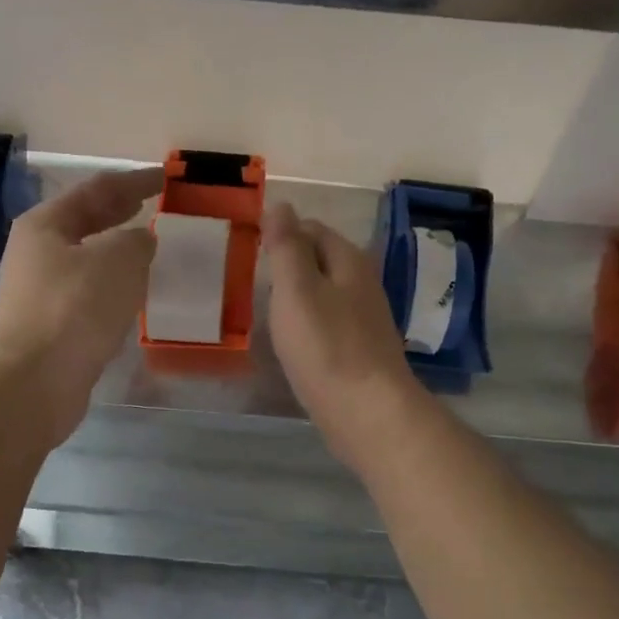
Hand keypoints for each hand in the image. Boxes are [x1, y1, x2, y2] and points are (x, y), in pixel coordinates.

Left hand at [0, 167, 163, 445]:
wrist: (31, 383)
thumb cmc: (74, 308)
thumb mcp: (118, 260)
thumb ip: (137, 240)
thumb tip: (139, 241)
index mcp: (46, 225)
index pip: (97, 189)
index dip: (134, 180)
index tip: (166, 178)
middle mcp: (38, 253)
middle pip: (87, 222)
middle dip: (122, 213)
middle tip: (156, 207)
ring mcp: (41, 292)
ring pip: (89, 261)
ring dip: (119, 254)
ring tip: (153, 251)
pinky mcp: (52, 328)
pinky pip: (91, 296)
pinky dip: (115, 289)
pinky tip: (135, 297)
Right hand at [264, 202, 423, 470]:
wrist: (368, 413)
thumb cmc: (327, 347)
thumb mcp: (297, 290)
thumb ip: (286, 247)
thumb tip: (281, 205)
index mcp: (348, 261)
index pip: (311, 229)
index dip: (281, 233)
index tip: (249, 249)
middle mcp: (362, 284)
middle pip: (320, 260)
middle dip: (288, 264)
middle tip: (251, 280)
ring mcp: (364, 319)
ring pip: (324, 293)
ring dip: (297, 296)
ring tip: (265, 309)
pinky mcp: (360, 351)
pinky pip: (329, 324)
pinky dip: (308, 324)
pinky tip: (292, 341)